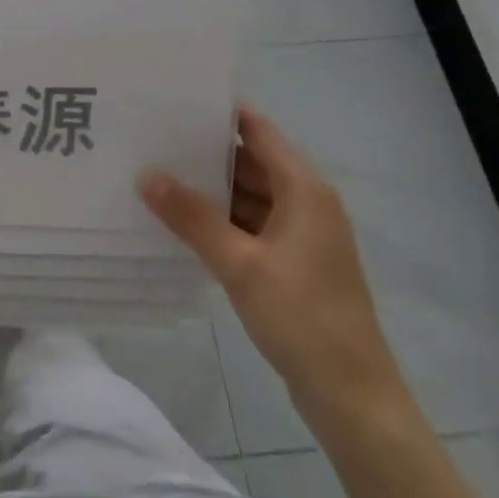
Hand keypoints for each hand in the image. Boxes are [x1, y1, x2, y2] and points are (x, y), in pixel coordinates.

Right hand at [137, 109, 414, 440]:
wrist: (351, 395)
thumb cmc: (302, 318)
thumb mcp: (240, 264)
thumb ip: (192, 217)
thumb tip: (147, 175)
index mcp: (304, 190)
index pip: (259, 132)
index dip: (220, 114)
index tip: (173, 102)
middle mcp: (306, 203)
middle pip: (251, 162)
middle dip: (204, 152)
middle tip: (151, 139)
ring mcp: (300, 235)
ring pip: (248, 196)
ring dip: (210, 190)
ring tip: (156, 175)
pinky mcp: (291, 263)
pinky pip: (250, 226)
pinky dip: (220, 220)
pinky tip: (181, 222)